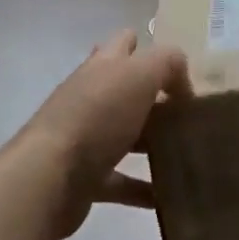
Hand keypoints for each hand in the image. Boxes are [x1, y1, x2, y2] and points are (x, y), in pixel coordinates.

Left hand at [20, 29, 190, 236]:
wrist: (50, 176)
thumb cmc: (97, 116)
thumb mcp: (140, 74)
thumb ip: (168, 64)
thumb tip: (182, 83)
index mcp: (102, 67)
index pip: (124, 43)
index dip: (149, 48)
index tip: (180, 71)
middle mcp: (91, 98)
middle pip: (125, 90)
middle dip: (155, 97)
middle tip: (188, 112)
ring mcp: (85, 138)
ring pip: (126, 135)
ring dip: (152, 142)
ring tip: (187, 151)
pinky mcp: (85, 177)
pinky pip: (122, 181)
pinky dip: (144, 188)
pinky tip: (170, 196)